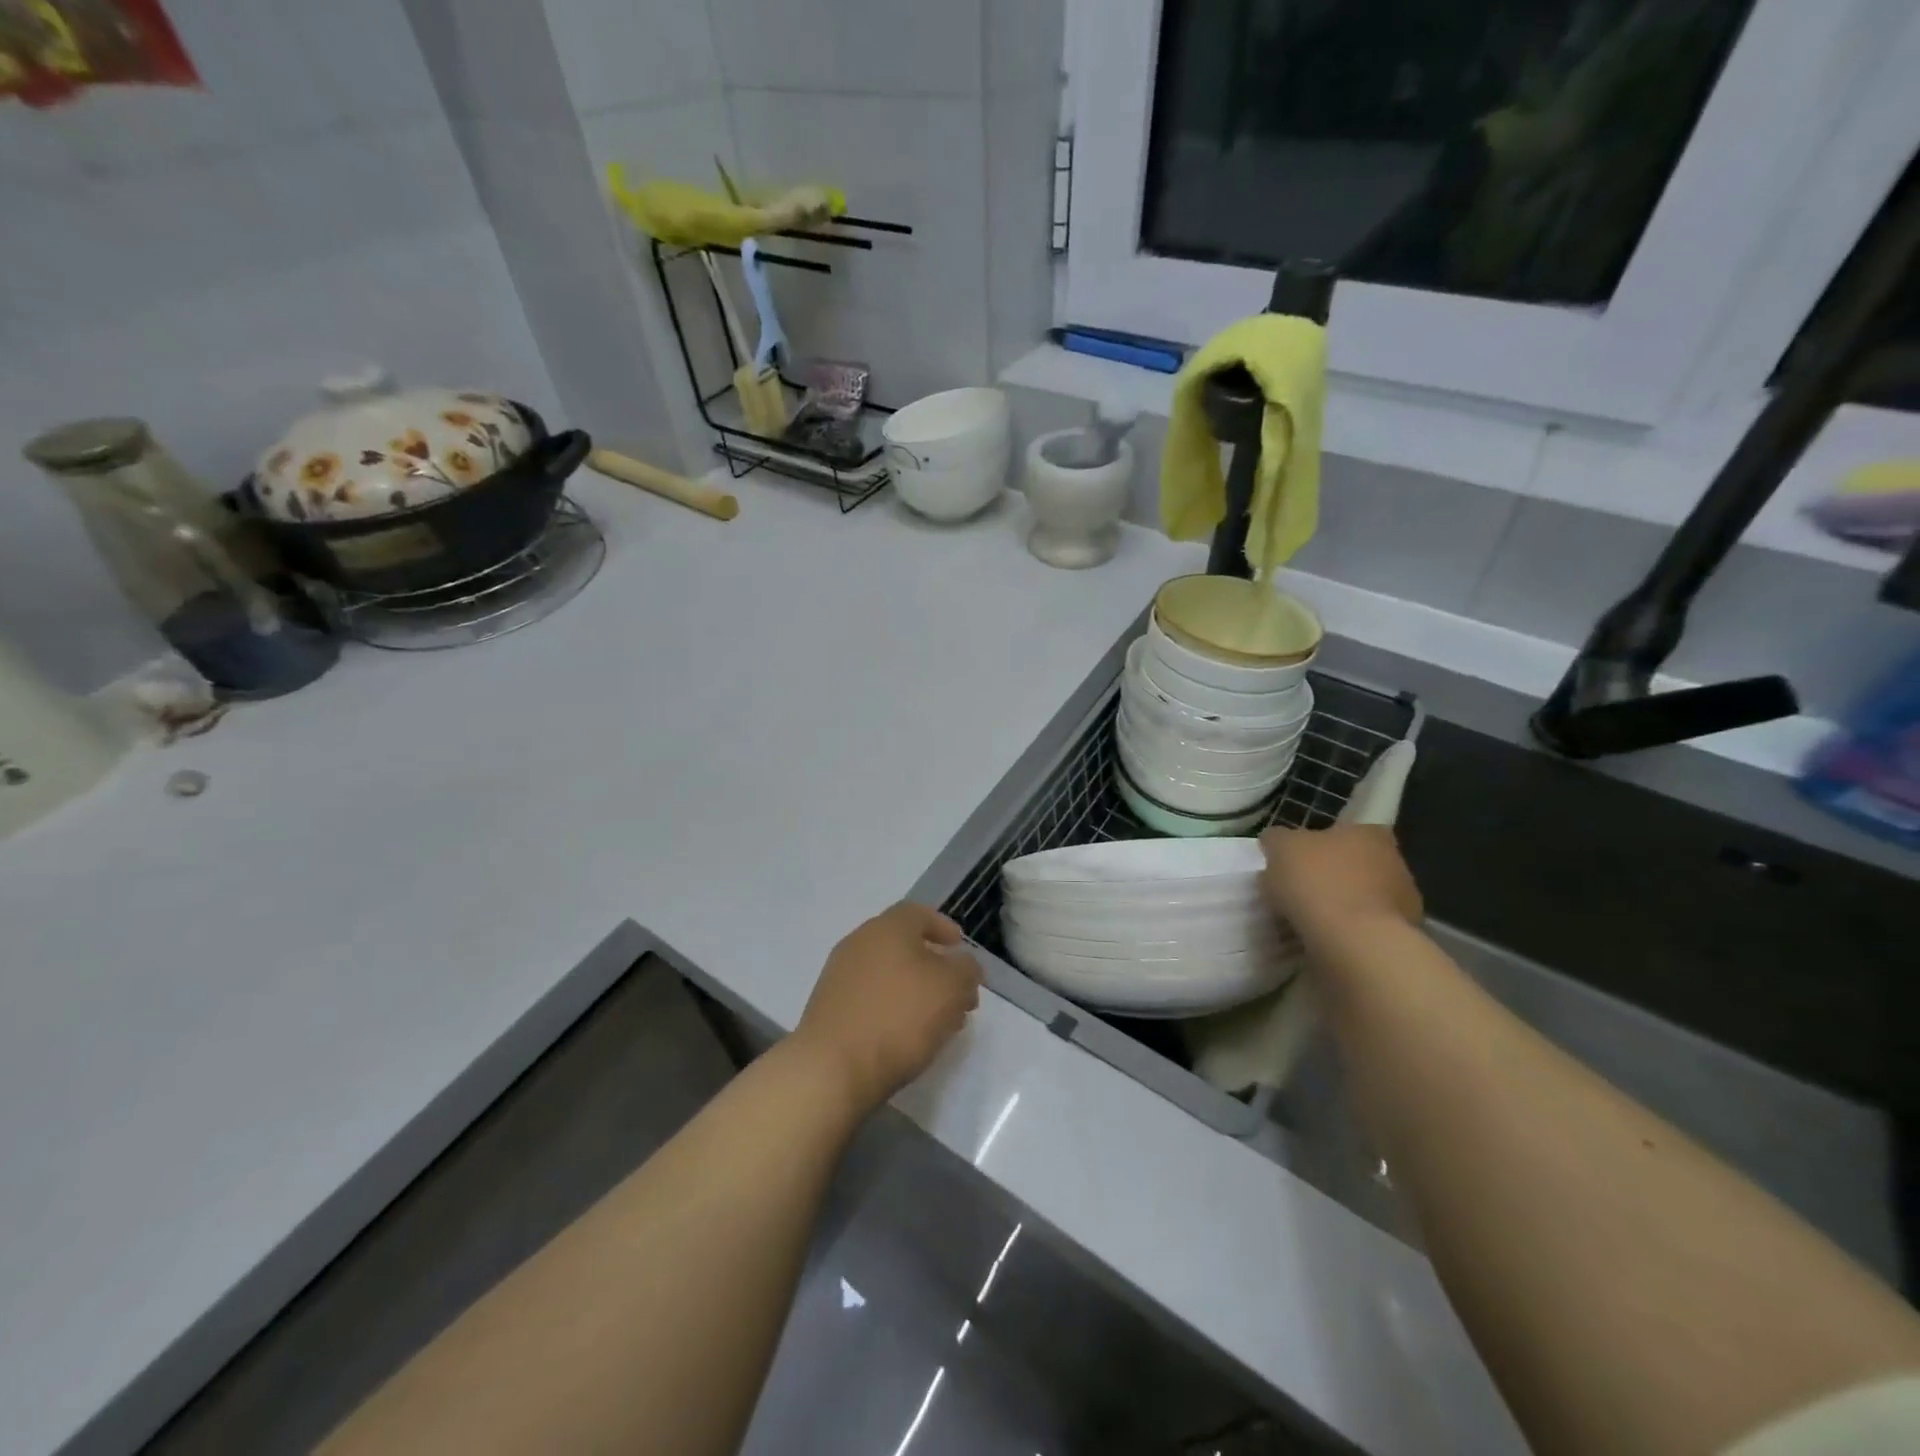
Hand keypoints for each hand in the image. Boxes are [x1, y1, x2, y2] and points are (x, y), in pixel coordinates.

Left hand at [792, 903, 980, 1113]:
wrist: (832, 1068)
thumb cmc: (899, 1017)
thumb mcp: (951, 988)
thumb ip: (966, 969)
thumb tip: (963, 964)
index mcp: (887, 928)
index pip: (918, 913)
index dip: (943, 927)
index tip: (959, 948)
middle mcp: (859, 943)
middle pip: (903, 946)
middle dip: (935, 967)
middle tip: (958, 993)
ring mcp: (839, 976)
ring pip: (888, 974)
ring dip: (916, 991)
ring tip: (940, 1022)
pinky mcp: (830, 1008)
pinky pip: (871, 998)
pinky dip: (893, 1008)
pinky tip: (908, 1036)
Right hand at [1259, 825, 1422, 945]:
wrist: (1355, 941)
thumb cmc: (1317, 881)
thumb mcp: (1280, 848)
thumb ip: (1277, 840)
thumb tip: (1276, 842)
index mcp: (1369, 832)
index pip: (1344, 832)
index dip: (1319, 845)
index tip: (1298, 862)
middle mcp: (1395, 860)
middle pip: (1355, 864)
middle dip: (1332, 875)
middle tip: (1300, 891)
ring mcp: (1404, 900)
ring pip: (1363, 896)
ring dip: (1342, 905)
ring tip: (1311, 921)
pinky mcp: (1404, 935)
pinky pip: (1367, 927)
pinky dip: (1350, 931)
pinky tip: (1328, 939)